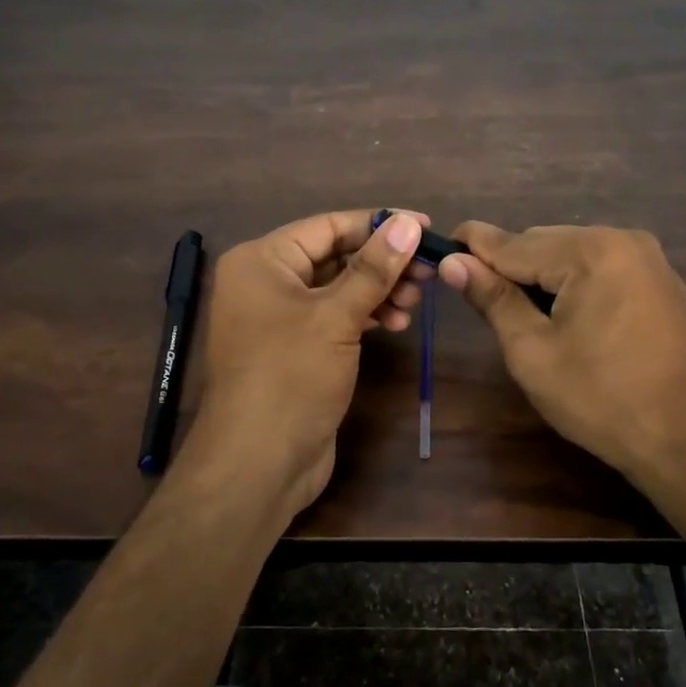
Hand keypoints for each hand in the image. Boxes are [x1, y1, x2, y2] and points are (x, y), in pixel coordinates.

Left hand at [183, 209, 430, 519]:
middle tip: (428, 274)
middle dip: (382, 263)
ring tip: (413, 305)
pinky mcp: (295, 349)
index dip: (379, 224)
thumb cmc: (290, 378)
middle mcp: (266, 282)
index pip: (328, 226)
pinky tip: (394, 323)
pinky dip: (364, 315)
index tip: (426, 226)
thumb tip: (408, 223)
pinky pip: (334, 317)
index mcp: (262, 260)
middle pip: (334, 256)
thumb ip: (374, 269)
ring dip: (378, 291)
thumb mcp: (335, 317)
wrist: (257, 463)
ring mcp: (279, 318)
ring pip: (338, 288)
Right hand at [438, 223, 685, 484]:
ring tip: (516, 310)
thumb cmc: (600, 398)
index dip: (474, 245)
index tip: (440, 243)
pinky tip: (562, 313)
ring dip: (541, 276)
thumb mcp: (532, 350)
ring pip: (572, 255)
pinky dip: (573, 282)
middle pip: (544, 243)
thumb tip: (453, 262)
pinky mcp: (660, 282)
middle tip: (476, 294)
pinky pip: (601, 268)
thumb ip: (493, 298)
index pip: (515, 243)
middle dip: (509, 265)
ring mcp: (649, 260)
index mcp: (591, 251)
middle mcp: (623, 240)